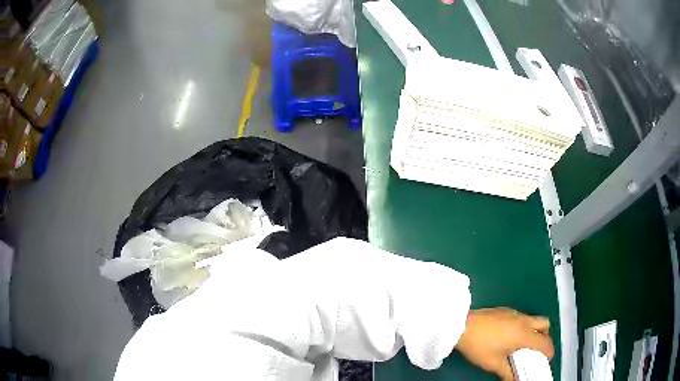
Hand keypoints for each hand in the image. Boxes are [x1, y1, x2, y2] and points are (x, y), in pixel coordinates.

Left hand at [455, 307, 553, 380]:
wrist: (462, 325)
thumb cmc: (480, 346)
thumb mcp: (494, 364)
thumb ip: (507, 373)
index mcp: (524, 334)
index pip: (545, 343)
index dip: (548, 352)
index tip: (546, 360)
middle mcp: (524, 321)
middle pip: (545, 325)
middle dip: (545, 337)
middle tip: (537, 350)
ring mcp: (515, 313)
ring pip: (534, 319)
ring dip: (535, 331)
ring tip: (523, 345)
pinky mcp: (506, 310)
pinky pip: (522, 317)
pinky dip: (524, 326)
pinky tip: (510, 337)